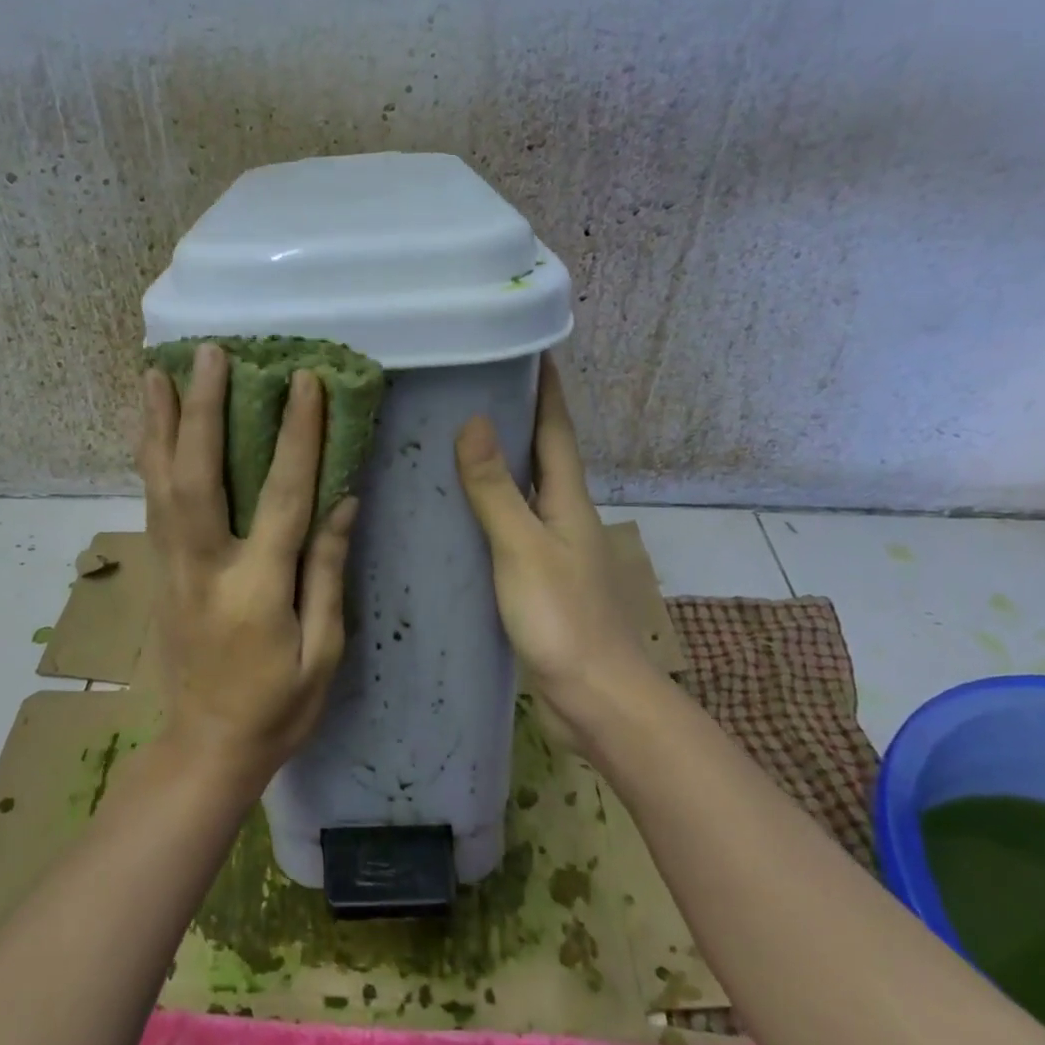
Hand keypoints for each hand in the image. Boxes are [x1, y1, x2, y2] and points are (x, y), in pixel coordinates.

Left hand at [137, 343, 358, 797]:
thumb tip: (342, 501)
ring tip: (156, 373)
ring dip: (157, 424)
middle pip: (197, 475)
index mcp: (256, 589)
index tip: (306, 382)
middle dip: (201, 409)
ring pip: (159, 484)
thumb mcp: (324, 652)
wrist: (207, 747)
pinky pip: (152, 504)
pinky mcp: (161, 574)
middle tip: (208, 354)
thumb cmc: (279, 708)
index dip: (297, 436)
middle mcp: (205, 567)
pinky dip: (149, 459)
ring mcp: (174, 568)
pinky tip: (149, 430)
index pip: (282, 497)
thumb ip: (327, 573)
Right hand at [454, 356, 649, 725]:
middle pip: (540, 454)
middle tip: (467, 387)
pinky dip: (485, 511)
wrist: (595, 698)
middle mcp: (563, 516)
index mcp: (567, 499)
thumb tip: (474, 422)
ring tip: (450, 441)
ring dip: (497, 464)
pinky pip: (507, 529)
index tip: (524, 346)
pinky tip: (454, 515)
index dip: (544, 387)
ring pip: (521, 493)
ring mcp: (551, 550)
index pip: (556, 428)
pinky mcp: (535, 581)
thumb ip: (496, 489)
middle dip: (514, 418)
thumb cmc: (563, 617)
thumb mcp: (523, 547)